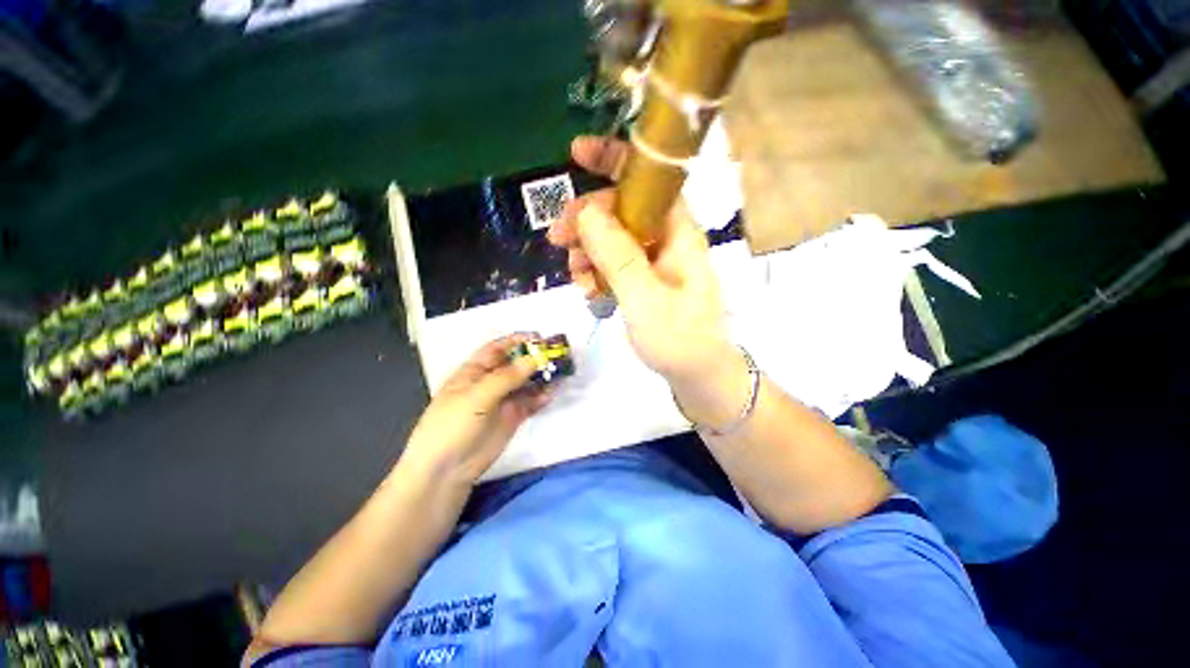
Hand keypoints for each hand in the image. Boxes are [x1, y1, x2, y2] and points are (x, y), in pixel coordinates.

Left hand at [403, 334, 550, 485]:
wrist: (447, 470)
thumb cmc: (453, 425)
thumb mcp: (476, 396)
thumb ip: (507, 377)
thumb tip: (535, 358)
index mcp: (475, 371)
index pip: (498, 349)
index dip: (517, 341)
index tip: (539, 338)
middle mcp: (491, 382)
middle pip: (516, 364)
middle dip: (535, 357)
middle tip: (557, 355)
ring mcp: (503, 400)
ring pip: (527, 382)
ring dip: (542, 376)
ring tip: (561, 372)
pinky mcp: (513, 416)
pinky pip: (531, 402)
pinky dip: (542, 396)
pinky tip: (552, 393)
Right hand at [548, 136, 733, 382]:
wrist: (699, 377)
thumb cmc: (680, 340)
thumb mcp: (645, 299)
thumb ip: (618, 256)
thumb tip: (587, 212)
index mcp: (678, 233)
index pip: (649, 179)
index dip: (615, 160)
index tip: (576, 154)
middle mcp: (667, 240)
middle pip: (621, 209)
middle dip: (587, 221)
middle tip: (558, 240)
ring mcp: (656, 261)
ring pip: (613, 238)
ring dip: (588, 252)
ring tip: (579, 279)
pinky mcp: (646, 280)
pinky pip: (615, 264)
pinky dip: (597, 272)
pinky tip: (591, 292)